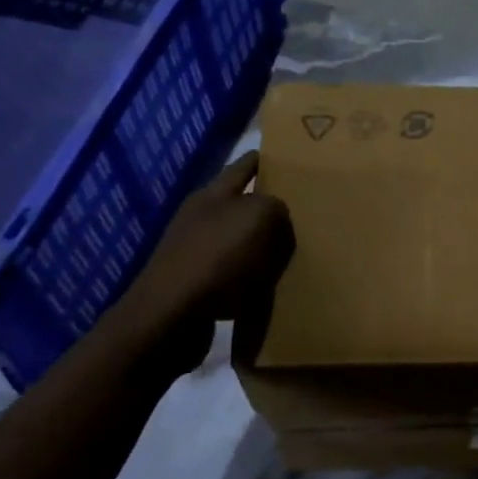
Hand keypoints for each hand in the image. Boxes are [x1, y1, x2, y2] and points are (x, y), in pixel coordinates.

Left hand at [102, 151, 293, 368]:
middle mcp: (200, 219)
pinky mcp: (197, 287)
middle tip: (306, 212)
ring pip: (241, 241)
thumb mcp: (258, 217)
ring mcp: (195, 253)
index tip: (293, 160)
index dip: (267, 160)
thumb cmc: (216, 258)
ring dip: (264, 246)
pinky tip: (273, 286)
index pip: (244, 166)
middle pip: (243, 205)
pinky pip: (236, 275)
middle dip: (270, 207)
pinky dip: (254, 278)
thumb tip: (278, 215)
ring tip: (296, 252)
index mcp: (212, 195)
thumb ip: (275, 206)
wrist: (171, 318)